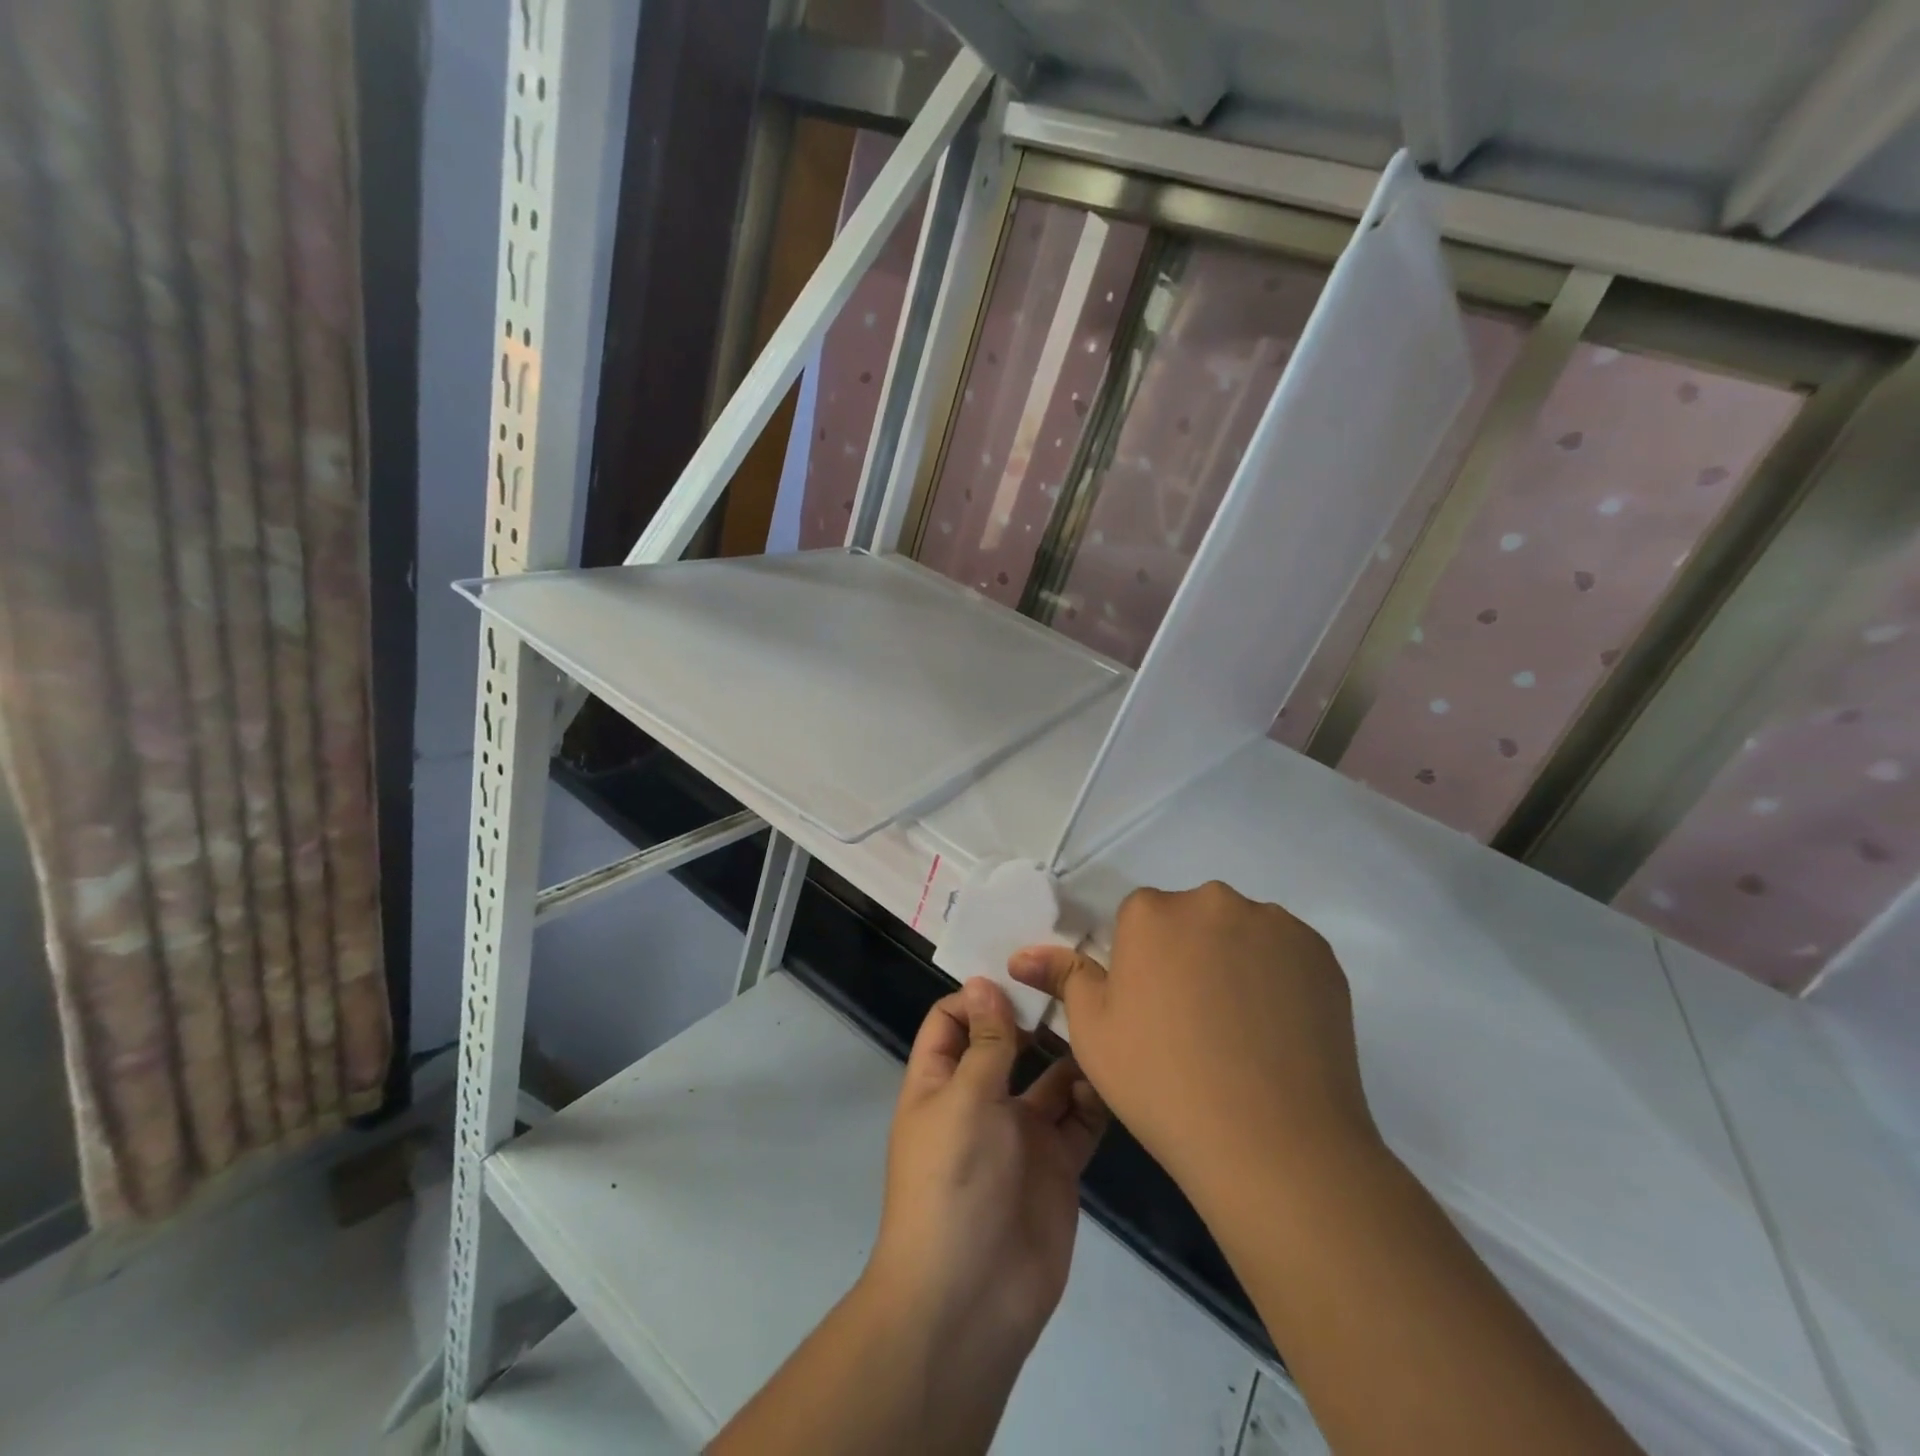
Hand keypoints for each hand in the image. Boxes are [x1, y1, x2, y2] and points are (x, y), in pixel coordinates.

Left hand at [864, 978, 1108, 1364]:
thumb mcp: (964, 1100)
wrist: (971, 1301)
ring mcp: (1021, 1133)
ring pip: (1051, 1078)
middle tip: (1076, 982)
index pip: (952, 1019)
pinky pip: (1080, 1120)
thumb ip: (984, 1043)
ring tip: (1104, 1022)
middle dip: (1034, 1016)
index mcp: (941, 1081)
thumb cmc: (953, 1183)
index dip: (979, 995)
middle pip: (1007, 1043)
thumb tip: (984, 982)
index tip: (1020, 973)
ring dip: (1072, 1054)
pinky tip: (1113, 1078)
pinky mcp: (1058, 1165)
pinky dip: (1095, 1098)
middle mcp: (981, 1099)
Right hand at [1009, 881, 1378, 1208]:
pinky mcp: (1320, 953)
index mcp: (1151, 912)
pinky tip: (1276, 1031)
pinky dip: (1276, 978)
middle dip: (1186, 955)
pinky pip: (1284, 953)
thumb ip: (1063, 978)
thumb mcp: (1094, 1033)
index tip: (1149, 1012)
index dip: (1140, 965)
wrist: (1274, 1143)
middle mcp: (1212, 901)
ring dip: (1232, 962)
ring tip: (1240, 1032)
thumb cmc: (1163, 1082)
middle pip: (1189, 919)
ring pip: (1238, 933)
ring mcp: (1273, 924)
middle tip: (1192, 1024)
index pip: (1138, 920)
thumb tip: (1021, 955)